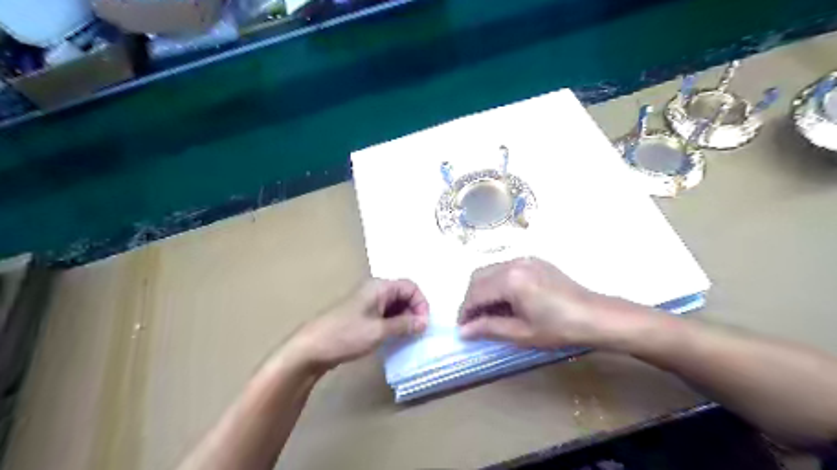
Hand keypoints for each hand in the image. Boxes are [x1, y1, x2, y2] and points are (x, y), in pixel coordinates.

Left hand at [286, 280, 431, 370]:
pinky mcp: (362, 315)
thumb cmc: (345, 335)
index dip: (421, 303)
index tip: (423, 324)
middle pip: (404, 295)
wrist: (311, 349)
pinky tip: (394, 338)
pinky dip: (394, 324)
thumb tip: (424, 322)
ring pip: (395, 305)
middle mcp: (375, 290)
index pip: (410, 287)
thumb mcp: (379, 331)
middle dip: (414, 311)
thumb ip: (404, 325)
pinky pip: (385, 314)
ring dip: (404, 319)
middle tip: (417, 332)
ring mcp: (367, 302)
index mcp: (379, 287)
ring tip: (407, 337)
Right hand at [456, 256, 641, 349]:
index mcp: (510, 280)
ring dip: (483, 290)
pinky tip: (506, 301)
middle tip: (473, 321)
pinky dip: (497, 283)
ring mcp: (525, 259)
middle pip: (479, 277)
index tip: (462, 328)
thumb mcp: (522, 333)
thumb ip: (489, 328)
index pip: (475, 293)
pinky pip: (505, 268)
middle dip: (471, 298)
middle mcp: (513, 263)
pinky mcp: (534, 261)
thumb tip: (463, 331)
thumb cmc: (559, 328)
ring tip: (489, 313)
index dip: (465, 311)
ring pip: (490, 271)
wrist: (596, 316)